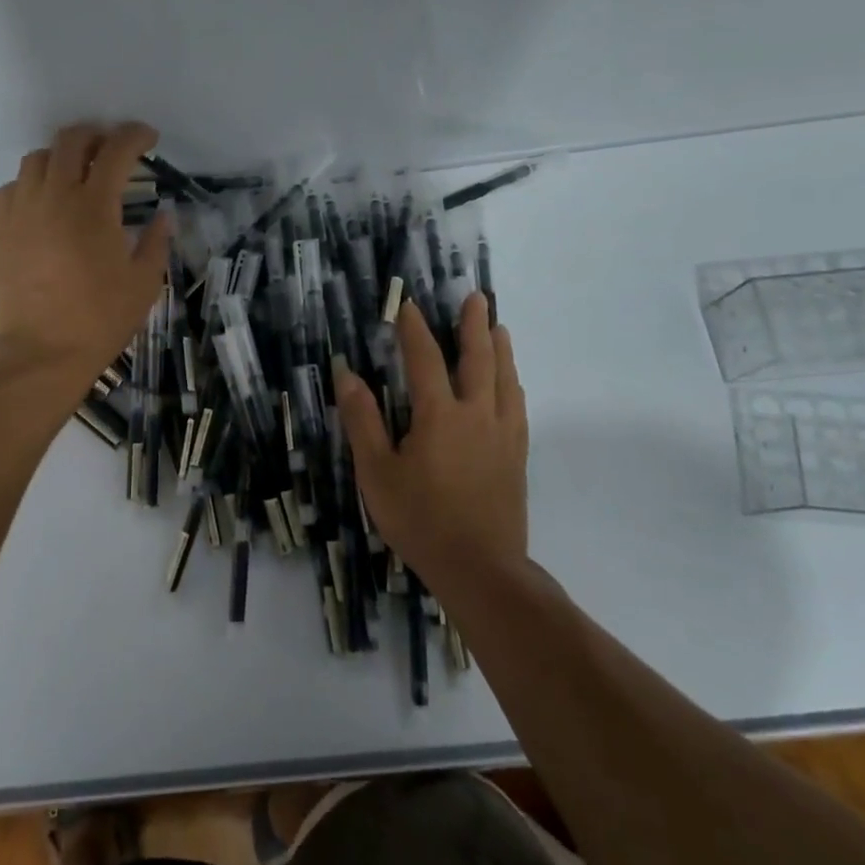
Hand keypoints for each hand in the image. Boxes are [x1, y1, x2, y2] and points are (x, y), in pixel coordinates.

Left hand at [0, 122, 170, 397]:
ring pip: (36, 158)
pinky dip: (31, 184)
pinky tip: (43, 203)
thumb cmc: (99, 320)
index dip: (135, 136)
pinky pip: (11, 188)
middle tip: (111, 148)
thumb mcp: (143, 284)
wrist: (40, 353)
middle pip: (71, 141)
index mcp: (94, 206)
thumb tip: (164, 216)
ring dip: (61, 156)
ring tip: (75, 173)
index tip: (148, 138)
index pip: (116, 151)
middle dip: (96, 134)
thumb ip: (156, 242)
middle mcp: (54, 196)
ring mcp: (20, 210)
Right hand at [334, 292, 529, 588]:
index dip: (415, 329)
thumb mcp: (376, 472)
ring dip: (500, 348)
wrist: (479, 567)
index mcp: (439, 415)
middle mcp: (476, 414)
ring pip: (505, 379)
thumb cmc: (419, 519)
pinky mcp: (516, 455)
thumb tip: (347, 374)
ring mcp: (502, 434)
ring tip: (499, 326)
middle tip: (476, 298)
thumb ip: (362, 421)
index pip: (425, 359)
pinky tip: (511, 382)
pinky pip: (517, 406)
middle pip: (478, 359)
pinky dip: (512, 383)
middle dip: (474, 325)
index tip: (408, 305)